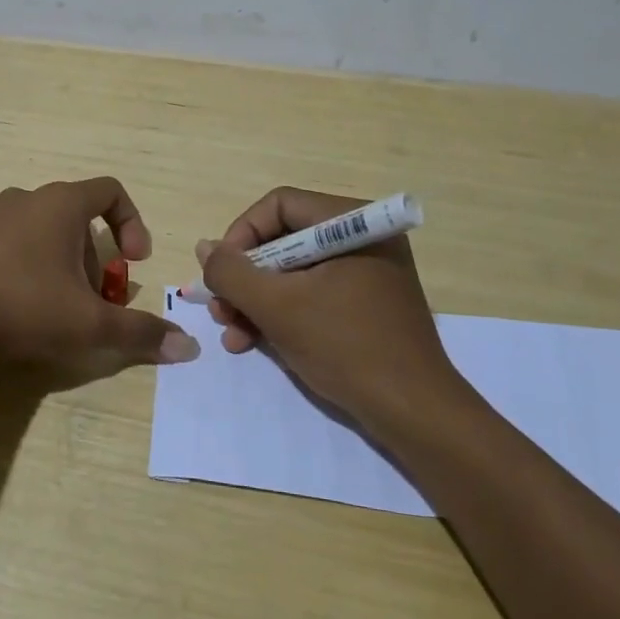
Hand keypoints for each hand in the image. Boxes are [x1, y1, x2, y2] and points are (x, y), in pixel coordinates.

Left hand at [0, 177, 200, 371]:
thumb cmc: (22, 304)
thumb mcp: (88, 324)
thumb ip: (139, 332)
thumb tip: (189, 347)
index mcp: (61, 203)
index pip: (111, 191)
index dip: (132, 223)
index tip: (133, 262)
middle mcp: (26, 199)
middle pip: (76, 218)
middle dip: (94, 259)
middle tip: (93, 301)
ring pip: (42, 232)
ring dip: (61, 264)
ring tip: (56, 309)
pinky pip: (9, 244)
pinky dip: (26, 268)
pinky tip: (16, 309)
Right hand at [198, 187, 462, 432]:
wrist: (414, 413)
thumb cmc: (346, 347)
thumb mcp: (277, 308)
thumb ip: (232, 273)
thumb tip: (205, 248)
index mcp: (351, 223)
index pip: (278, 206)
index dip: (241, 235)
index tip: (221, 274)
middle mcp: (362, 238)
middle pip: (283, 240)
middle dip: (246, 278)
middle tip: (221, 310)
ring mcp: (366, 273)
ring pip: (294, 272)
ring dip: (257, 301)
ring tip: (233, 334)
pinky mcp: (366, 304)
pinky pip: (313, 295)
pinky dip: (282, 314)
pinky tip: (254, 342)